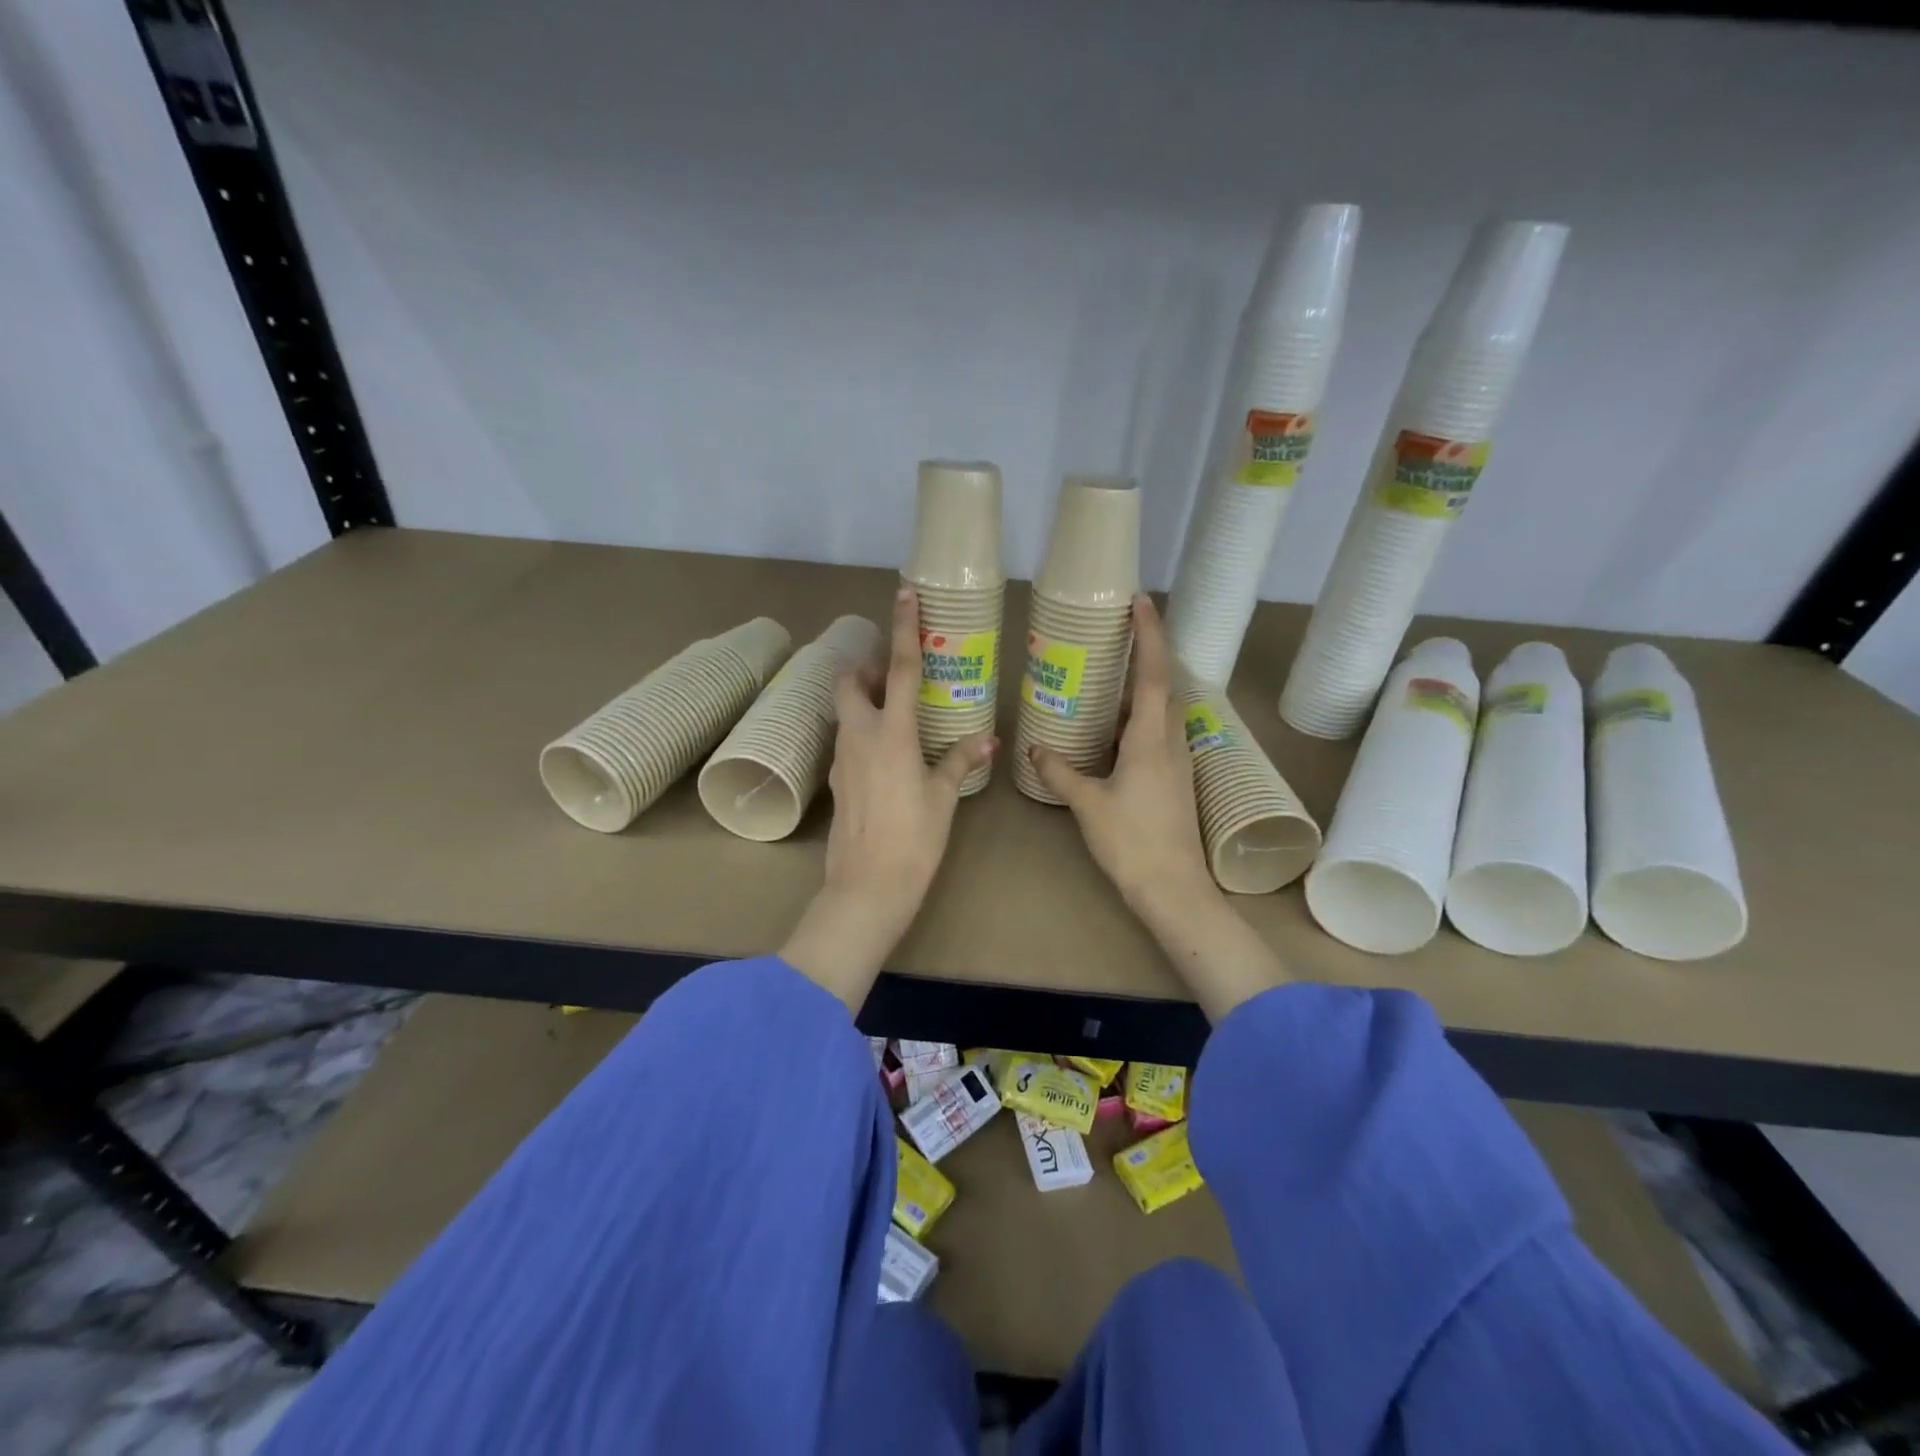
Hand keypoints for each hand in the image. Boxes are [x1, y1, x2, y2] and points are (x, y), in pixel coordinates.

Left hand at [779, 586, 995, 1007]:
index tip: (904, 595)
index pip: (898, 669)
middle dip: (866, 669)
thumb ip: (959, 762)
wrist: (867, 887)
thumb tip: (987, 740)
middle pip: (850, 683)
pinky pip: (846, 741)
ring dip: (863, 700)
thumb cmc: (914, 840)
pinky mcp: (838, 781)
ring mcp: (843, 759)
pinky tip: (885, 753)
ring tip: (895, 713)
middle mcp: (860, 737)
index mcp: (892, 734)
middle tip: (892, 676)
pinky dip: (862, 731)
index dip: (903, 629)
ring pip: (844, 712)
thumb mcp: (943, 798)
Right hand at [1030, 594, 1212, 919]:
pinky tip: (1114, 735)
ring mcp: (1178, 763)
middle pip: (1165, 687)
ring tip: (1108, 684)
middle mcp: (1171, 742)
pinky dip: (1140, 721)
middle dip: (1146, 657)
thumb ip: (1060, 772)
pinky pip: (1160, 735)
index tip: (1140, 602)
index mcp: (1152, 739)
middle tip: (1116, 640)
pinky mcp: (1176, 781)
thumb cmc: (1132, 842)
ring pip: (1164, 712)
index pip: (1154, 674)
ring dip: (1142, 692)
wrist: (1173, 890)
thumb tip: (1034, 749)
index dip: (1150, 634)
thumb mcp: (1088, 804)